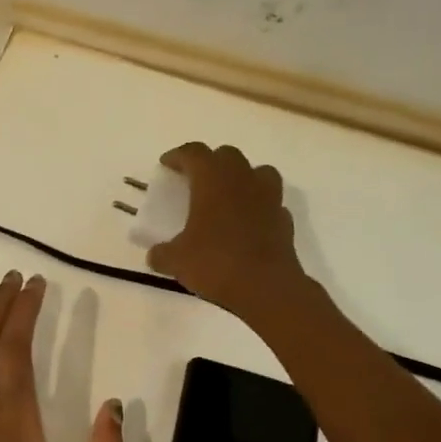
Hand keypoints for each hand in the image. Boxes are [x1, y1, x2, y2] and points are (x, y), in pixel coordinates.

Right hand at [146, 142, 307, 321]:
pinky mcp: (284, 219)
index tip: (166, 164)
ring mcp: (268, 197)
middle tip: (195, 180)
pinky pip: (270, 202)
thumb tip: (155, 255)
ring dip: (241, 177)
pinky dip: (258, 206)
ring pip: (257, 171)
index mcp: (212, 180)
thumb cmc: (216, 263)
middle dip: (210, 162)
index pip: (193, 153)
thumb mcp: (177, 261)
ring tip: (228, 195)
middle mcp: (242, 179)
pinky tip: (248, 223)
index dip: (178, 156)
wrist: (266, 288)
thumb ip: (162, 253)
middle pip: (227, 155)